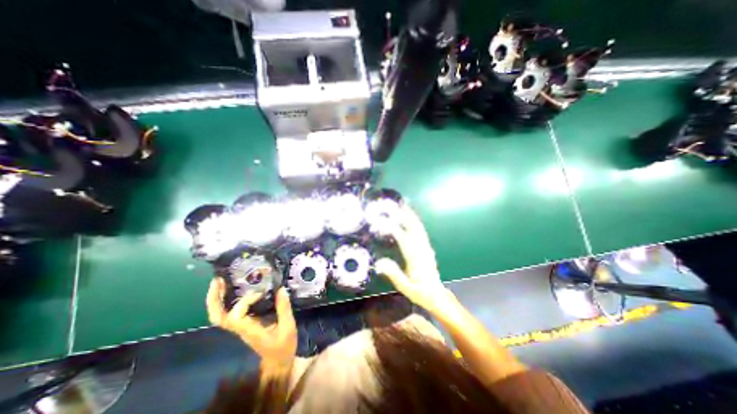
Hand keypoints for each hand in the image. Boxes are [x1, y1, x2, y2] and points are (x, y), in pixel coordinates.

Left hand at [205, 278, 296, 364]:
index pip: (235, 317)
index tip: (260, 293)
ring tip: (221, 281)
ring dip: (217, 298)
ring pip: (220, 315)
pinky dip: (226, 300)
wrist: (278, 361)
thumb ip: (284, 308)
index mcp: (250, 331)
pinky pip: (230, 312)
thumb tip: (281, 289)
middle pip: (218, 317)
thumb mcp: (288, 327)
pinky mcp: (244, 323)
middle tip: (217, 280)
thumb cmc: (283, 346)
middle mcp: (240, 328)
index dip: (244, 302)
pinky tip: (233, 289)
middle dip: (214, 299)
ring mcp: (240, 326)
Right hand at [376, 206, 455, 315]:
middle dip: (406, 215)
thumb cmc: (420, 293)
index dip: (394, 228)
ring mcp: (426, 248)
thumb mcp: (405, 287)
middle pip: (415, 228)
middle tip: (397, 205)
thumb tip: (379, 262)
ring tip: (404, 207)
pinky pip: (421, 232)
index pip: (404, 239)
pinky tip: (411, 219)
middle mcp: (422, 250)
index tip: (383, 221)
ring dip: (412, 216)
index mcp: (416, 259)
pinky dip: (416, 222)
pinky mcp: (427, 248)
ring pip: (419, 228)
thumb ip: (393, 274)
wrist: (437, 296)